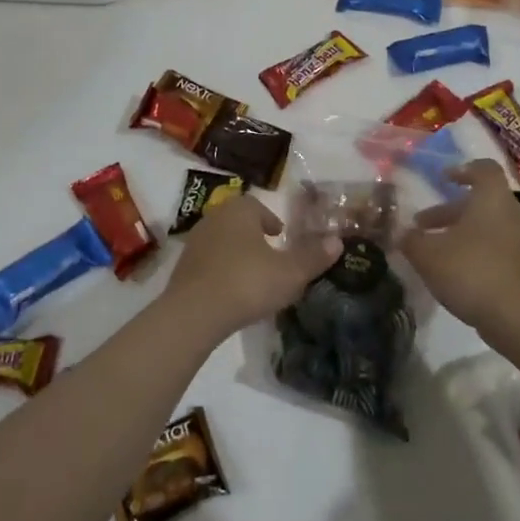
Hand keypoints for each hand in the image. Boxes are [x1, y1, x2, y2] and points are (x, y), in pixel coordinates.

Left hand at [165, 193, 341, 335]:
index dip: (272, 222)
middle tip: (271, 257)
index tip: (281, 238)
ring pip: (222, 243)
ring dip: (237, 255)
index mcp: (239, 210)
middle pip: (239, 223)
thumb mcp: (290, 273)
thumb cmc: (247, 282)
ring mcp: (194, 243)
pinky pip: (209, 264)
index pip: (258, 207)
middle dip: (254, 237)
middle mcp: (214, 218)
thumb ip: (314, 257)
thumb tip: (337, 241)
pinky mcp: (182, 269)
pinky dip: (221, 272)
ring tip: (254, 277)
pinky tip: (232, 293)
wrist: (194, 314)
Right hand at [400, 159, 519, 330]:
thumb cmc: (470, 270)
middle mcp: (511, 213)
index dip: (462, 170)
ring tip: (432, 251)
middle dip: (449, 210)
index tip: (443, 179)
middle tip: (422, 224)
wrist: (516, 316)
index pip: (484, 169)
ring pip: (486, 226)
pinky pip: (495, 248)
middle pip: (480, 201)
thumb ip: (411, 240)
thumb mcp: (428, 254)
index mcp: (491, 198)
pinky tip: (452, 271)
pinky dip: (473, 251)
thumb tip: (402, 233)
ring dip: (459, 233)